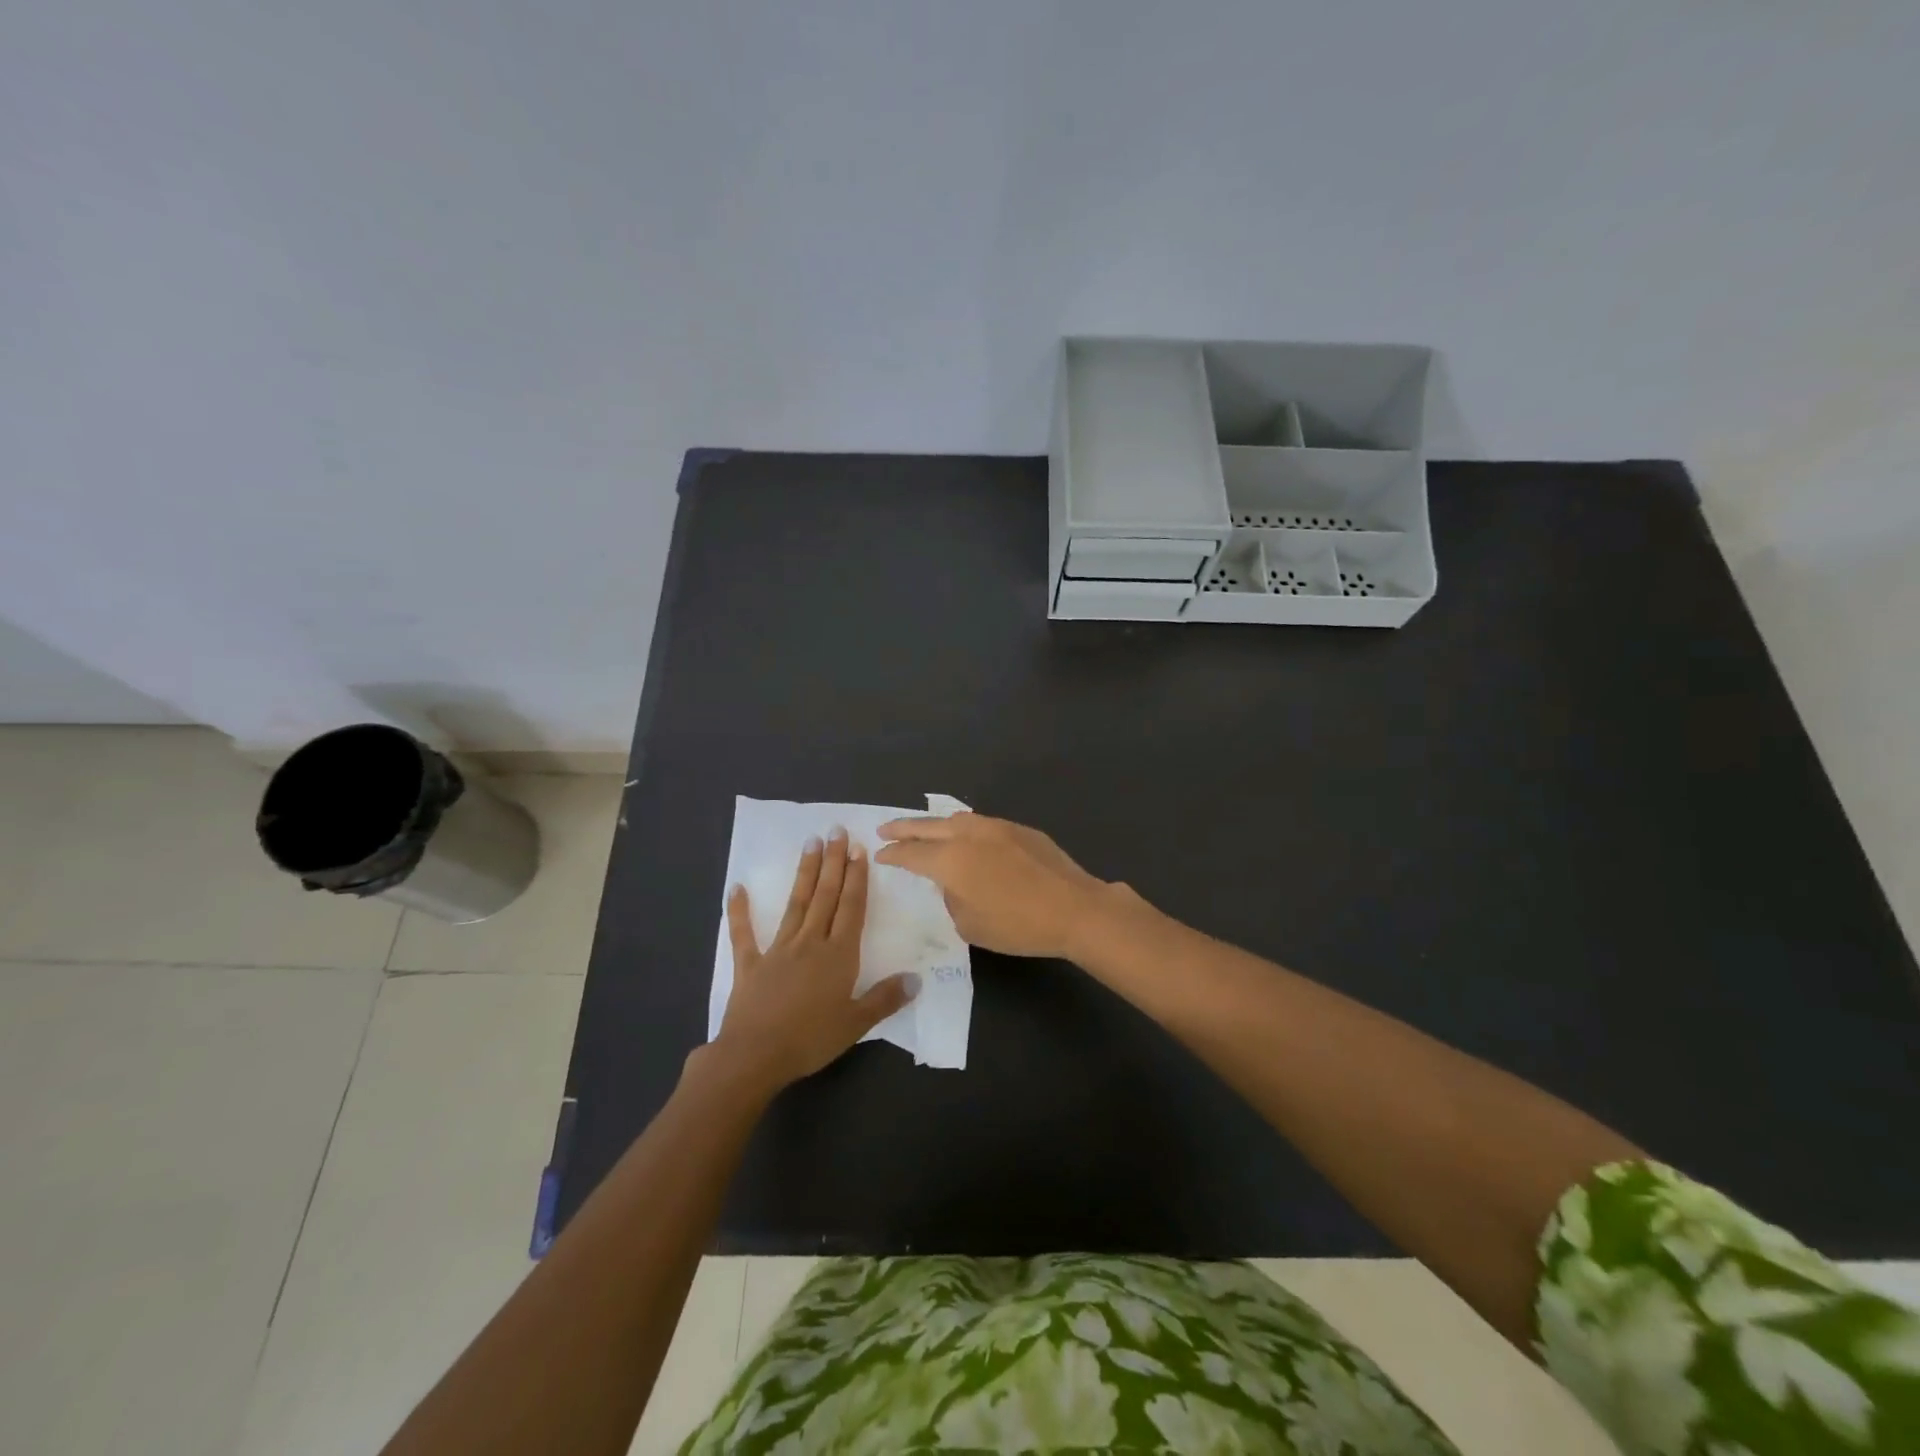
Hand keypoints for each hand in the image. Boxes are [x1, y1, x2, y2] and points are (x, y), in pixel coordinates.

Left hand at [712, 829, 914, 1092]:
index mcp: (838, 955)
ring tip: (810, 844)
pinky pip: (743, 934)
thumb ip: (886, 998)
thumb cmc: (811, 1040)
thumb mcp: (857, 1024)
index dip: (857, 878)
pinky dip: (739, 911)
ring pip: (795, 904)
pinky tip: (737, 888)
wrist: (756, 1056)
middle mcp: (810, 943)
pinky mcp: (750, 964)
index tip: (859, 848)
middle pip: (825, 896)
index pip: (851, 908)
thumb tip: (916, 979)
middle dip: (833, 862)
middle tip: (836, 831)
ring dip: (805, 873)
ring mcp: (778, 950)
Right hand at [874, 812, 1110, 958]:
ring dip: (934, 824)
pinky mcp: (1019, 829)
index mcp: (951, 860)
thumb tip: (954, 884)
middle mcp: (968, 835)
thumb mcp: (971, 925)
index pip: (911, 854)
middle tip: (885, 829)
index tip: (880, 855)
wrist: (1074, 909)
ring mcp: (996, 827)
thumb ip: (952, 900)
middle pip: (927, 827)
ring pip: (955, 819)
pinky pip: (980, 823)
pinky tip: (965, 836)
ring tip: (923, 830)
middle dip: (903, 828)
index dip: (892, 855)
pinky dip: (963, 828)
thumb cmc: (1018, 925)